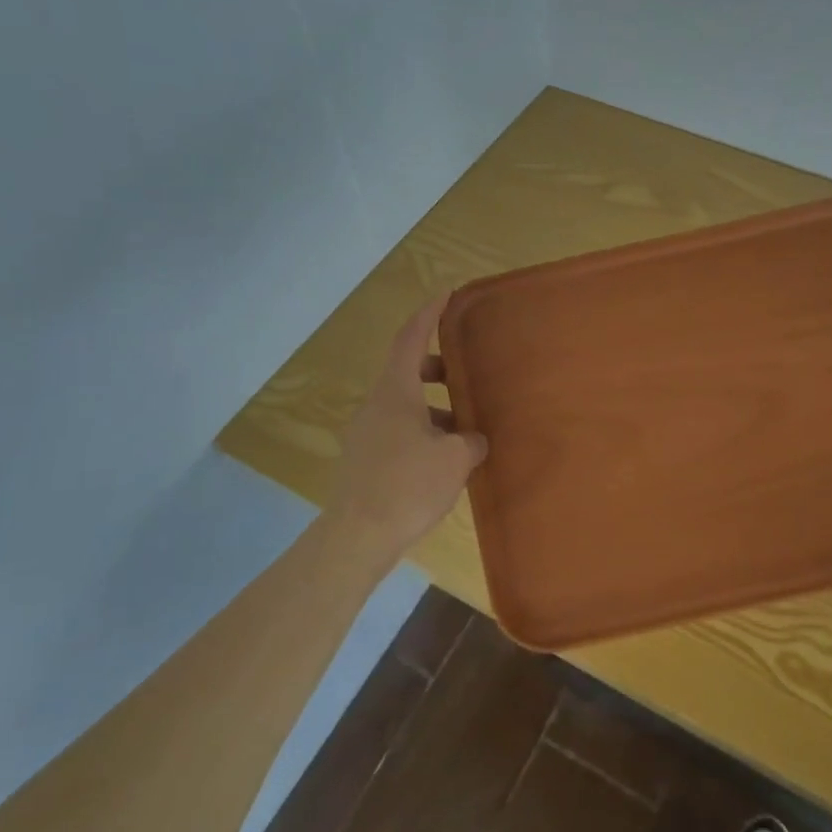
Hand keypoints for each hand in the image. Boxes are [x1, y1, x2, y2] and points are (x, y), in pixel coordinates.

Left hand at [328, 297, 487, 560]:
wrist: (358, 536)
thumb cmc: (409, 485)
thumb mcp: (455, 459)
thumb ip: (471, 441)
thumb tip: (473, 440)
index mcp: (395, 392)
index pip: (410, 338)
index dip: (428, 314)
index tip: (446, 294)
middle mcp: (376, 405)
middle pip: (406, 371)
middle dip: (437, 368)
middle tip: (465, 374)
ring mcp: (366, 433)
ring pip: (403, 405)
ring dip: (433, 408)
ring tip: (465, 428)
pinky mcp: (364, 459)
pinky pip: (398, 431)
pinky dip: (423, 432)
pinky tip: (445, 459)